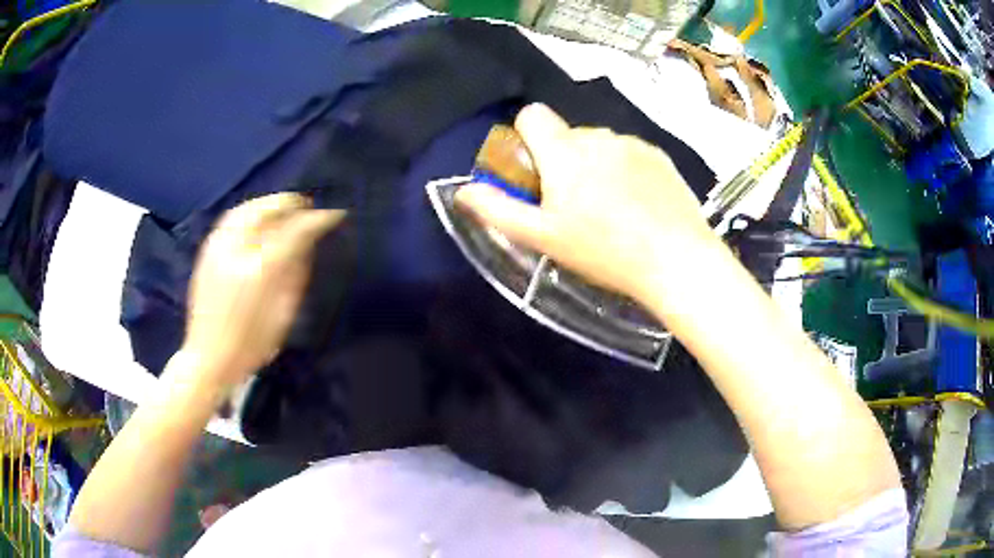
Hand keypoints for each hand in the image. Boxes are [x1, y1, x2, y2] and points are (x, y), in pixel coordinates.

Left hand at [181, 193, 344, 388]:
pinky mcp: (206, 253)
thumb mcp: (282, 315)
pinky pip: (229, 219)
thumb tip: (307, 245)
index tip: (333, 215)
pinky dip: (248, 211)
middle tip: (307, 206)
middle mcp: (236, 251)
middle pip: (266, 210)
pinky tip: (257, 217)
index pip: (294, 232)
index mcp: (259, 272)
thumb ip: (295, 275)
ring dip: (268, 203)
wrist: (208, 358)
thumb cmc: (251, 345)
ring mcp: (217, 249)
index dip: (316, 220)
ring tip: (283, 208)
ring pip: (245, 209)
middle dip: (290, 203)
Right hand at [455, 104, 718, 302]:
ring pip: (599, 145)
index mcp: (565, 149)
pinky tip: (638, 205)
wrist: (676, 260)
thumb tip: (462, 191)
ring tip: (610, 210)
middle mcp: (598, 135)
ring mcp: (634, 143)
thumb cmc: (604, 250)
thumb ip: (498, 209)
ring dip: (594, 166)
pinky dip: (624, 170)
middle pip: (566, 135)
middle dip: (562, 161)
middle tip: (574, 207)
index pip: (532, 115)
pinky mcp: (660, 156)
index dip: (526, 139)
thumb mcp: (543, 237)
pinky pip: (629, 153)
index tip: (536, 174)